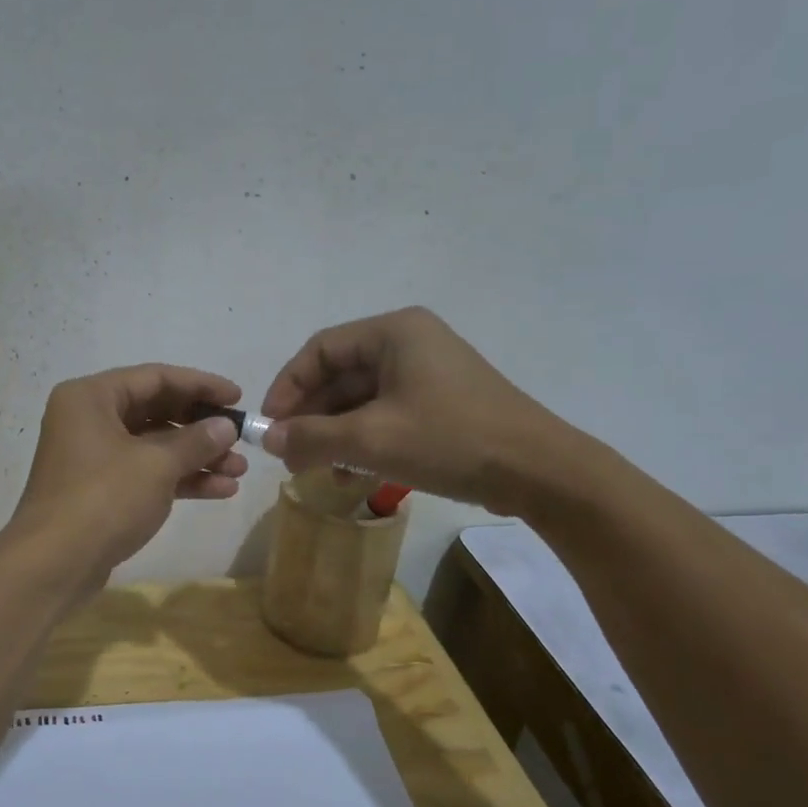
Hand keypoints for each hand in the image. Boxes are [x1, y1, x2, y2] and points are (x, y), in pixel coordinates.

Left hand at [6, 364, 248, 587]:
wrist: (54, 565)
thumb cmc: (104, 499)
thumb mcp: (157, 465)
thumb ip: (196, 440)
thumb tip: (227, 426)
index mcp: (91, 397)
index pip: (155, 377)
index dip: (201, 385)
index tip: (238, 397)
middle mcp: (88, 419)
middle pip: (156, 411)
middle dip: (202, 428)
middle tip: (241, 438)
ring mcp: (93, 457)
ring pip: (154, 446)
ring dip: (197, 457)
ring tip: (239, 471)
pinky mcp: (101, 491)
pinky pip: (146, 474)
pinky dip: (180, 479)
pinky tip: (221, 490)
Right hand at [259, 307, 579, 516]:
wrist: (539, 471)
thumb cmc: (449, 440)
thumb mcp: (371, 440)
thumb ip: (312, 436)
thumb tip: (268, 439)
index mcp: (394, 332)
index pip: (320, 350)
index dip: (288, 387)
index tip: (270, 426)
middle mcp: (410, 343)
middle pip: (340, 375)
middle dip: (311, 417)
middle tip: (289, 455)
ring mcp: (428, 374)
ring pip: (361, 399)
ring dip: (334, 434)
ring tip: (317, 471)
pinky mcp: (441, 403)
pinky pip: (386, 414)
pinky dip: (363, 441)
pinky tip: (351, 474)